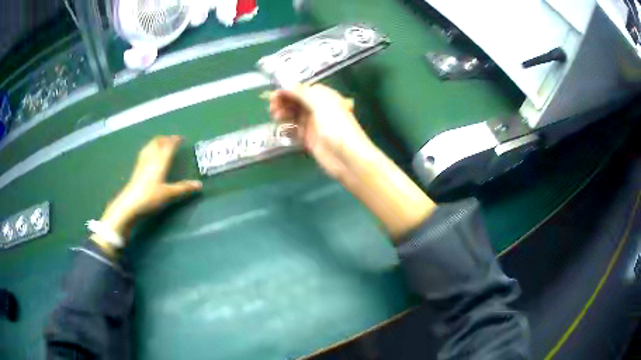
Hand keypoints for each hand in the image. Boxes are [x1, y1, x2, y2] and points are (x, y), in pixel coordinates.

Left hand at [94, 136, 201, 252]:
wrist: (130, 203)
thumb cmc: (150, 197)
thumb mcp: (169, 193)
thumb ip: (183, 188)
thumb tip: (199, 185)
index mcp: (160, 161)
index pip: (169, 145)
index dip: (175, 140)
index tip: (181, 138)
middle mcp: (151, 158)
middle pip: (158, 142)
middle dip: (166, 139)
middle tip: (172, 140)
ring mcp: (142, 161)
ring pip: (150, 145)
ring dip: (157, 141)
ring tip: (162, 143)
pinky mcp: (137, 167)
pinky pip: (145, 151)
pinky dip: (150, 147)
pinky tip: (150, 153)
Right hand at [269, 83, 374, 181]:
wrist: (347, 157)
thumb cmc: (337, 126)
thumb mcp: (321, 103)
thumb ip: (302, 92)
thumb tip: (287, 84)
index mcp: (324, 96)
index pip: (302, 88)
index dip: (288, 89)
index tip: (274, 93)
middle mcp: (318, 108)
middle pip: (296, 101)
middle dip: (283, 101)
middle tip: (272, 106)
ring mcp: (313, 124)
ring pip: (293, 115)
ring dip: (283, 113)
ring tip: (276, 116)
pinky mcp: (309, 139)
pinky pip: (294, 130)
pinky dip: (287, 127)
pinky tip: (281, 127)